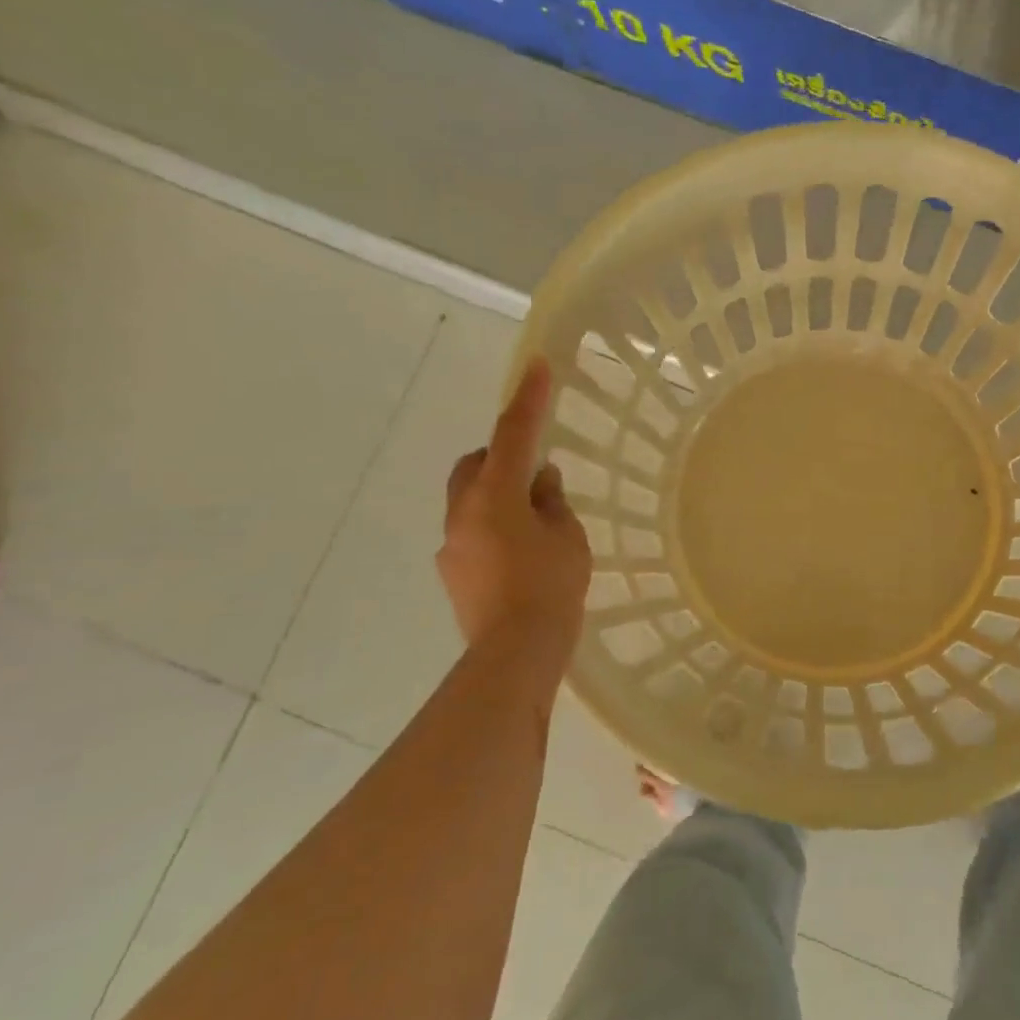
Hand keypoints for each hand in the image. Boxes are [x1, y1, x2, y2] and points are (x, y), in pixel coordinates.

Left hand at [437, 357, 591, 656]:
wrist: (514, 653)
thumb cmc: (550, 588)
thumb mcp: (567, 538)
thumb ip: (553, 503)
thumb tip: (540, 483)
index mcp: (495, 496)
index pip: (514, 435)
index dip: (528, 399)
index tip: (536, 366)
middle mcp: (463, 512)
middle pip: (475, 465)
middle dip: (502, 458)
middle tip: (536, 474)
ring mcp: (452, 544)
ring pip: (471, 500)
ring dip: (498, 497)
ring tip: (535, 524)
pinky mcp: (452, 571)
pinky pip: (472, 532)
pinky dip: (494, 528)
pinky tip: (520, 557)